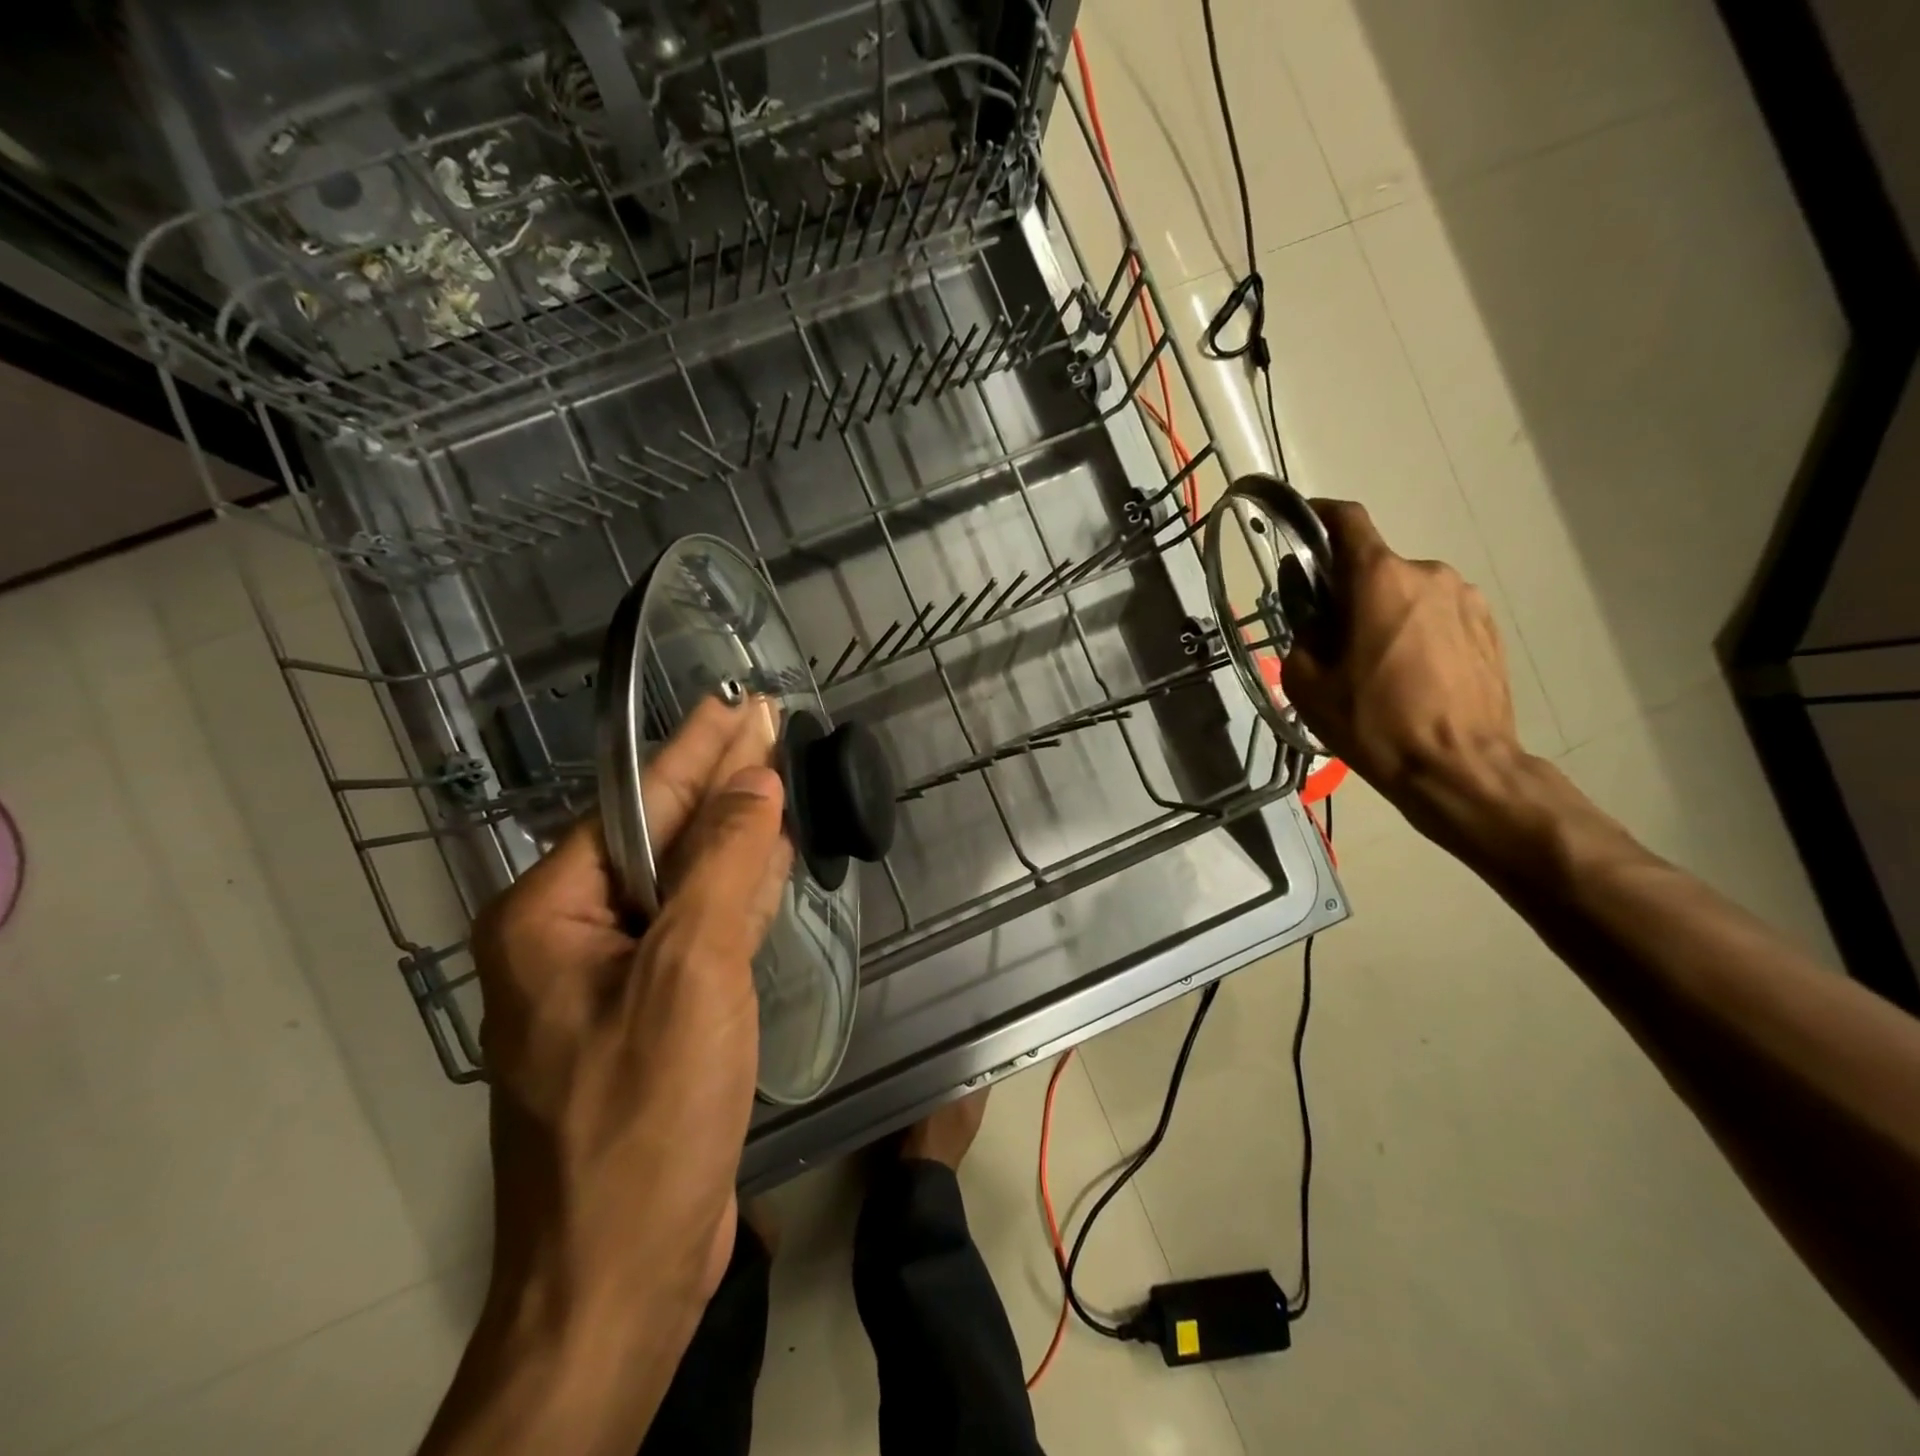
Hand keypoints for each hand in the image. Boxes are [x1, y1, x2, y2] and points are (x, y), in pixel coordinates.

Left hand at [426, 694, 792, 1454]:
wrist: (619, 1277)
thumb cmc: (644, 1117)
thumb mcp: (689, 975)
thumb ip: (723, 867)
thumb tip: (757, 784)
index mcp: (549, 915)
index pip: (637, 805)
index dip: (698, 748)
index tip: (743, 703)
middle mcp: (568, 937)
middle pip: (656, 838)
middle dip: (715, 781)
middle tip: (767, 726)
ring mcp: (607, 979)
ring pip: (678, 882)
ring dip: (728, 833)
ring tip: (772, 780)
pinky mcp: (646, 1015)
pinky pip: (692, 929)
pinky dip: (732, 892)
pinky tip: (764, 866)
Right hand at [1282, 499, 1524, 827]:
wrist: (1459, 768)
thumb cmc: (1373, 723)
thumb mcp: (1307, 682)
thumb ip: (1302, 632)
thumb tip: (1312, 609)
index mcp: (1379, 579)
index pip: (1346, 521)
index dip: (1318, 515)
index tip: (1301, 527)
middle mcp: (1427, 573)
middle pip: (1374, 566)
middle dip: (1347, 591)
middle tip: (1331, 638)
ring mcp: (1466, 598)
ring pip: (1407, 592)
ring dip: (1384, 613)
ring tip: (1375, 666)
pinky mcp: (1488, 626)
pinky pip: (1437, 614)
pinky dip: (1415, 630)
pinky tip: (1410, 675)